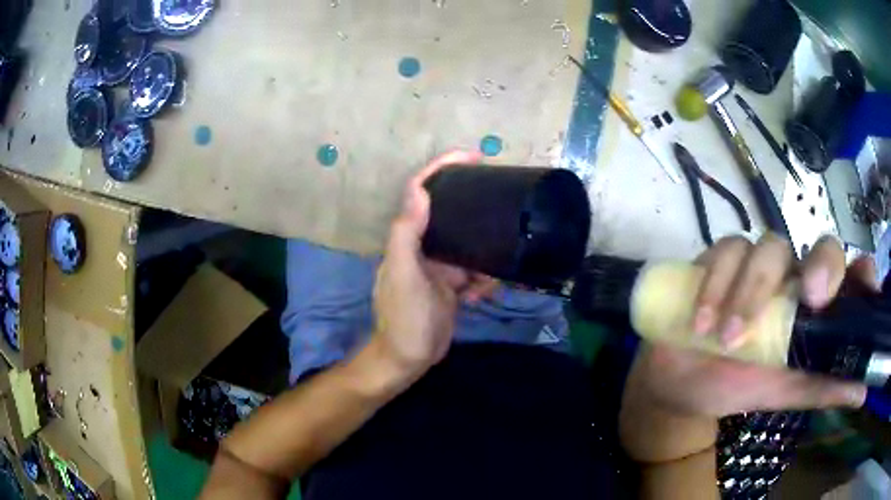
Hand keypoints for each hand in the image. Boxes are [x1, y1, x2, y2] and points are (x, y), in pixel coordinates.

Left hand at [371, 151, 497, 383]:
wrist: (409, 359)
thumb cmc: (403, 317)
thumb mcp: (403, 274)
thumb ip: (407, 233)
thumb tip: (419, 190)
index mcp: (408, 237)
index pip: (421, 190)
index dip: (442, 167)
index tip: (473, 157)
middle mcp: (423, 245)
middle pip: (451, 213)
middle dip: (475, 211)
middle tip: (501, 208)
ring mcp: (439, 266)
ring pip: (469, 245)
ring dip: (484, 256)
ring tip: (491, 274)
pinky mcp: (452, 285)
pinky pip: (474, 271)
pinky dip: (483, 281)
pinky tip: (482, 296)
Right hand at [621, 234, 874, 462]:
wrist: (678, 385)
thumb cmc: (735, 388)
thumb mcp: (780, 394)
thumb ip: (820, 389)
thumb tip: (862, 393)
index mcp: (811, 310)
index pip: (847, 274)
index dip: (860, 272)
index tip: (863, 284)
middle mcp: (793, 278)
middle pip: (818, 246)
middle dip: (819, 266)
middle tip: (809, 299)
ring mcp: (756, 263)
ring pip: (770, 246)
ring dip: (751, 291)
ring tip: (727, 340)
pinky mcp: (720, 257)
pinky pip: (726, 250)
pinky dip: (715, 284)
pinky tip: (701, 322)